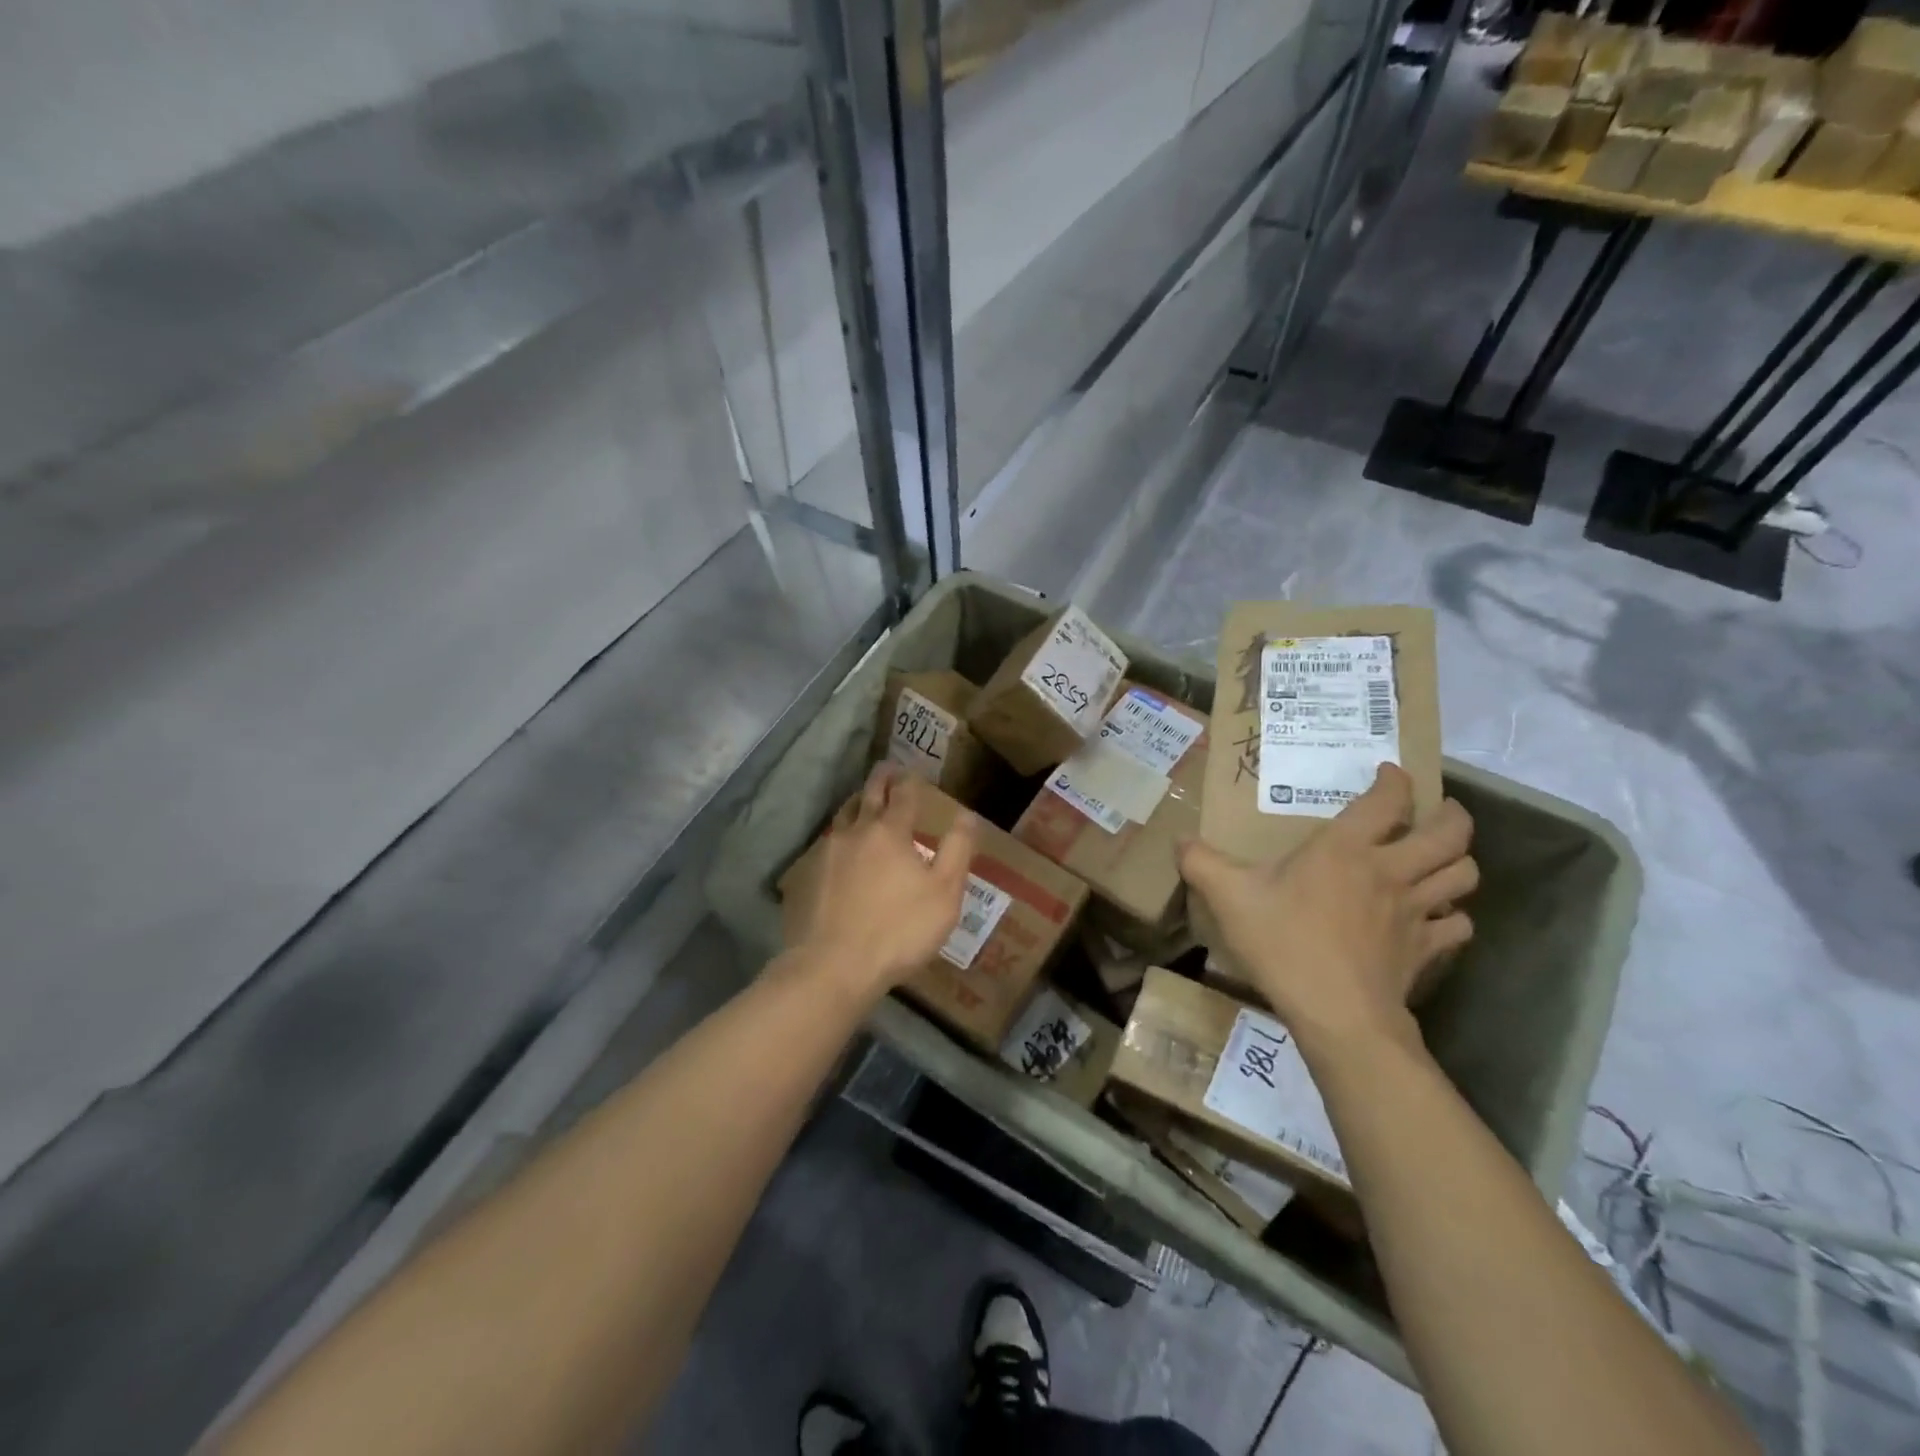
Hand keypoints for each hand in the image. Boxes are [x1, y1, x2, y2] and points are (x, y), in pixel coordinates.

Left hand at [786, 763, 978, 998]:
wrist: (832, 967)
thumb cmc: (898, 930)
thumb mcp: (944, 894)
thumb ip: (957, 850)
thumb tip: (966, 815)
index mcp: (890, 832)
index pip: (903, 794)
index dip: (910, 780)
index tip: (913, 771)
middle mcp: (854, 832)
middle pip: (867, 796)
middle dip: (880, 780)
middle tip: (887, 769)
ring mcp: (824, 854)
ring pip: (841, 818)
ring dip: (855, 805)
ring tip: (861, 803)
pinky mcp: (803, 877)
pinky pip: (823, 847)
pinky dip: (836, 840)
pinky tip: (838, 852)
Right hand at [1178, 764, 1475, 1059]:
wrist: (1337, 1014)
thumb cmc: (1284, 943)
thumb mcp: (1230, 897)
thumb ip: (1201, 863)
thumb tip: (1180, 841)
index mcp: (1346, 849)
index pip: (1387, 800)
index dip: (1395, 780)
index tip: (1388, 774)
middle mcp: (1391, 870)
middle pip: (1450, 833)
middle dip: (1452, 815)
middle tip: (1437, 812)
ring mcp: (1416, 911)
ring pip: (1464, 875)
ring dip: (1459, 862)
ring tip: (1440, 859)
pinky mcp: (1427, 949)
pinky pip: (1458, 924)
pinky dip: (1454, 916)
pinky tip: (1437, 918)